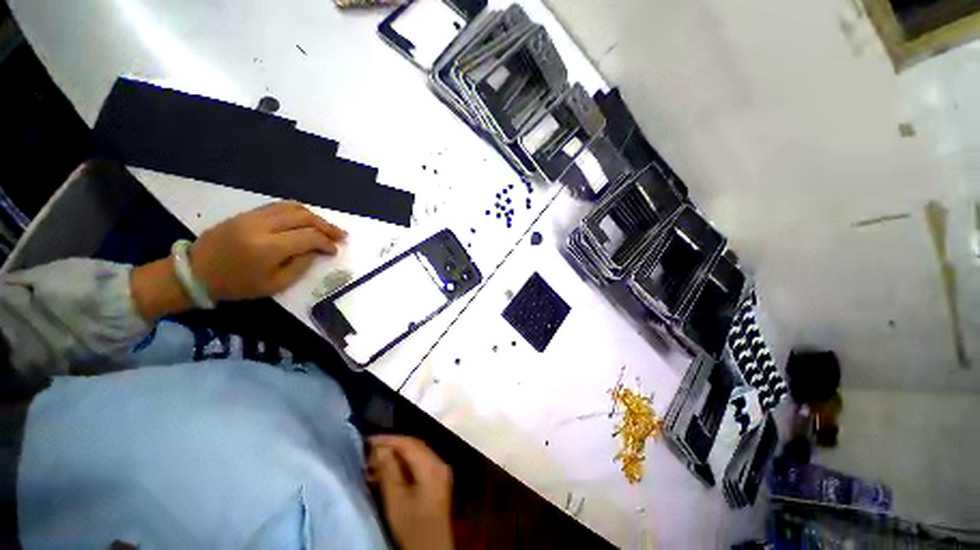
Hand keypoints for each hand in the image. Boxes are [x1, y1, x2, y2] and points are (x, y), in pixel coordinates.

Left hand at [131, 202, 344, 322]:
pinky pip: (278, 206)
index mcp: (268, 248)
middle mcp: (262, 226)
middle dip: (326, 226)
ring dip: (314, 216)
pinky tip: (306, 220)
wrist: (195, 272)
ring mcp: (253, 216)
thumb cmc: (236, 285)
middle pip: (304, 217)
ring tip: (326, 227)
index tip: (335, 250)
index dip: (326, 242)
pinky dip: (297, 211)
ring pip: (292, 207)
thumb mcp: (274, 284)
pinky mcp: (247, 213)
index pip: (308, 237)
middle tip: (340, 235)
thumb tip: (316, 251)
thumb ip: (300, 265)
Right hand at [368, 435, 453, 549]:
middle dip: (392, 445)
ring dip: (397, 455)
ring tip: (375, 460)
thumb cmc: (412, 527)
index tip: (368, 440)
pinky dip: (404, 464)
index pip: (409, 443)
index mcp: (432, 465)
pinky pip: (419, 463)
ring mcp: (440, 471)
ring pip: (416, 454)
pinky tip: (389, 471)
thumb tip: (379, 448)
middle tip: (369, 450)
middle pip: (414, 446)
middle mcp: (439, 462)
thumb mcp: (396, 500)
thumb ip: (389, 471)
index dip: (388, 439)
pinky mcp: (437, 481)